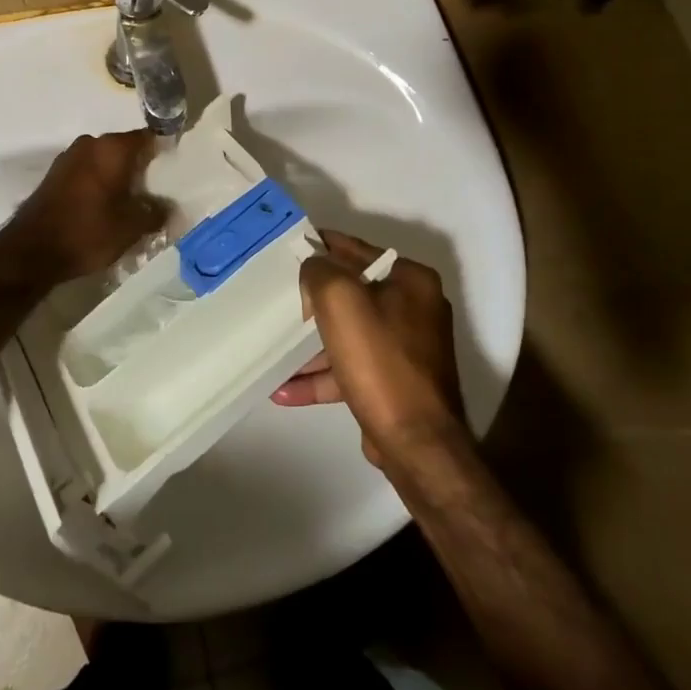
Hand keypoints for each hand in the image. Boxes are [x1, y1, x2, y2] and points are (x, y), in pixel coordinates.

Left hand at [0, 130, 165, 285]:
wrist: (32, 251)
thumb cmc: (88, 232)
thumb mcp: (131, 227)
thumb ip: (156, 213)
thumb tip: (170, 207)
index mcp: (112, 148)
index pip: (148, 138)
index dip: (164, 151)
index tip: (175, 168)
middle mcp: (90, 143)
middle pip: (125, 149)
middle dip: (141, 168)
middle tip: (157, 192)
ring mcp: (69, 157)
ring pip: (105, 161)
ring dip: (118, 177)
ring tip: (132, 203)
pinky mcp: (55, 175)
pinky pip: (87, 172)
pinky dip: (99, 184)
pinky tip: (105, 207)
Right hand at [272, 229, 467, 467]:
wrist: (417, 443)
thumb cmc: (380, 360)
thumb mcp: (340, 299)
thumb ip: (320, 271)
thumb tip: (313, 268)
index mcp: (411, 281)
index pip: (358, 250)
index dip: (322, 246)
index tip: (289, 249)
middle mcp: (415, 309)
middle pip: (352, 293)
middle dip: (313, 300)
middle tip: (278, 297)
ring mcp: (406, 349)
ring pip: (348, 334)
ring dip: (311, 345)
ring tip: (273, 352)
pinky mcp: (395, 382)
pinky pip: (350, 368)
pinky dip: (321, 376)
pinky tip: (285, 390)